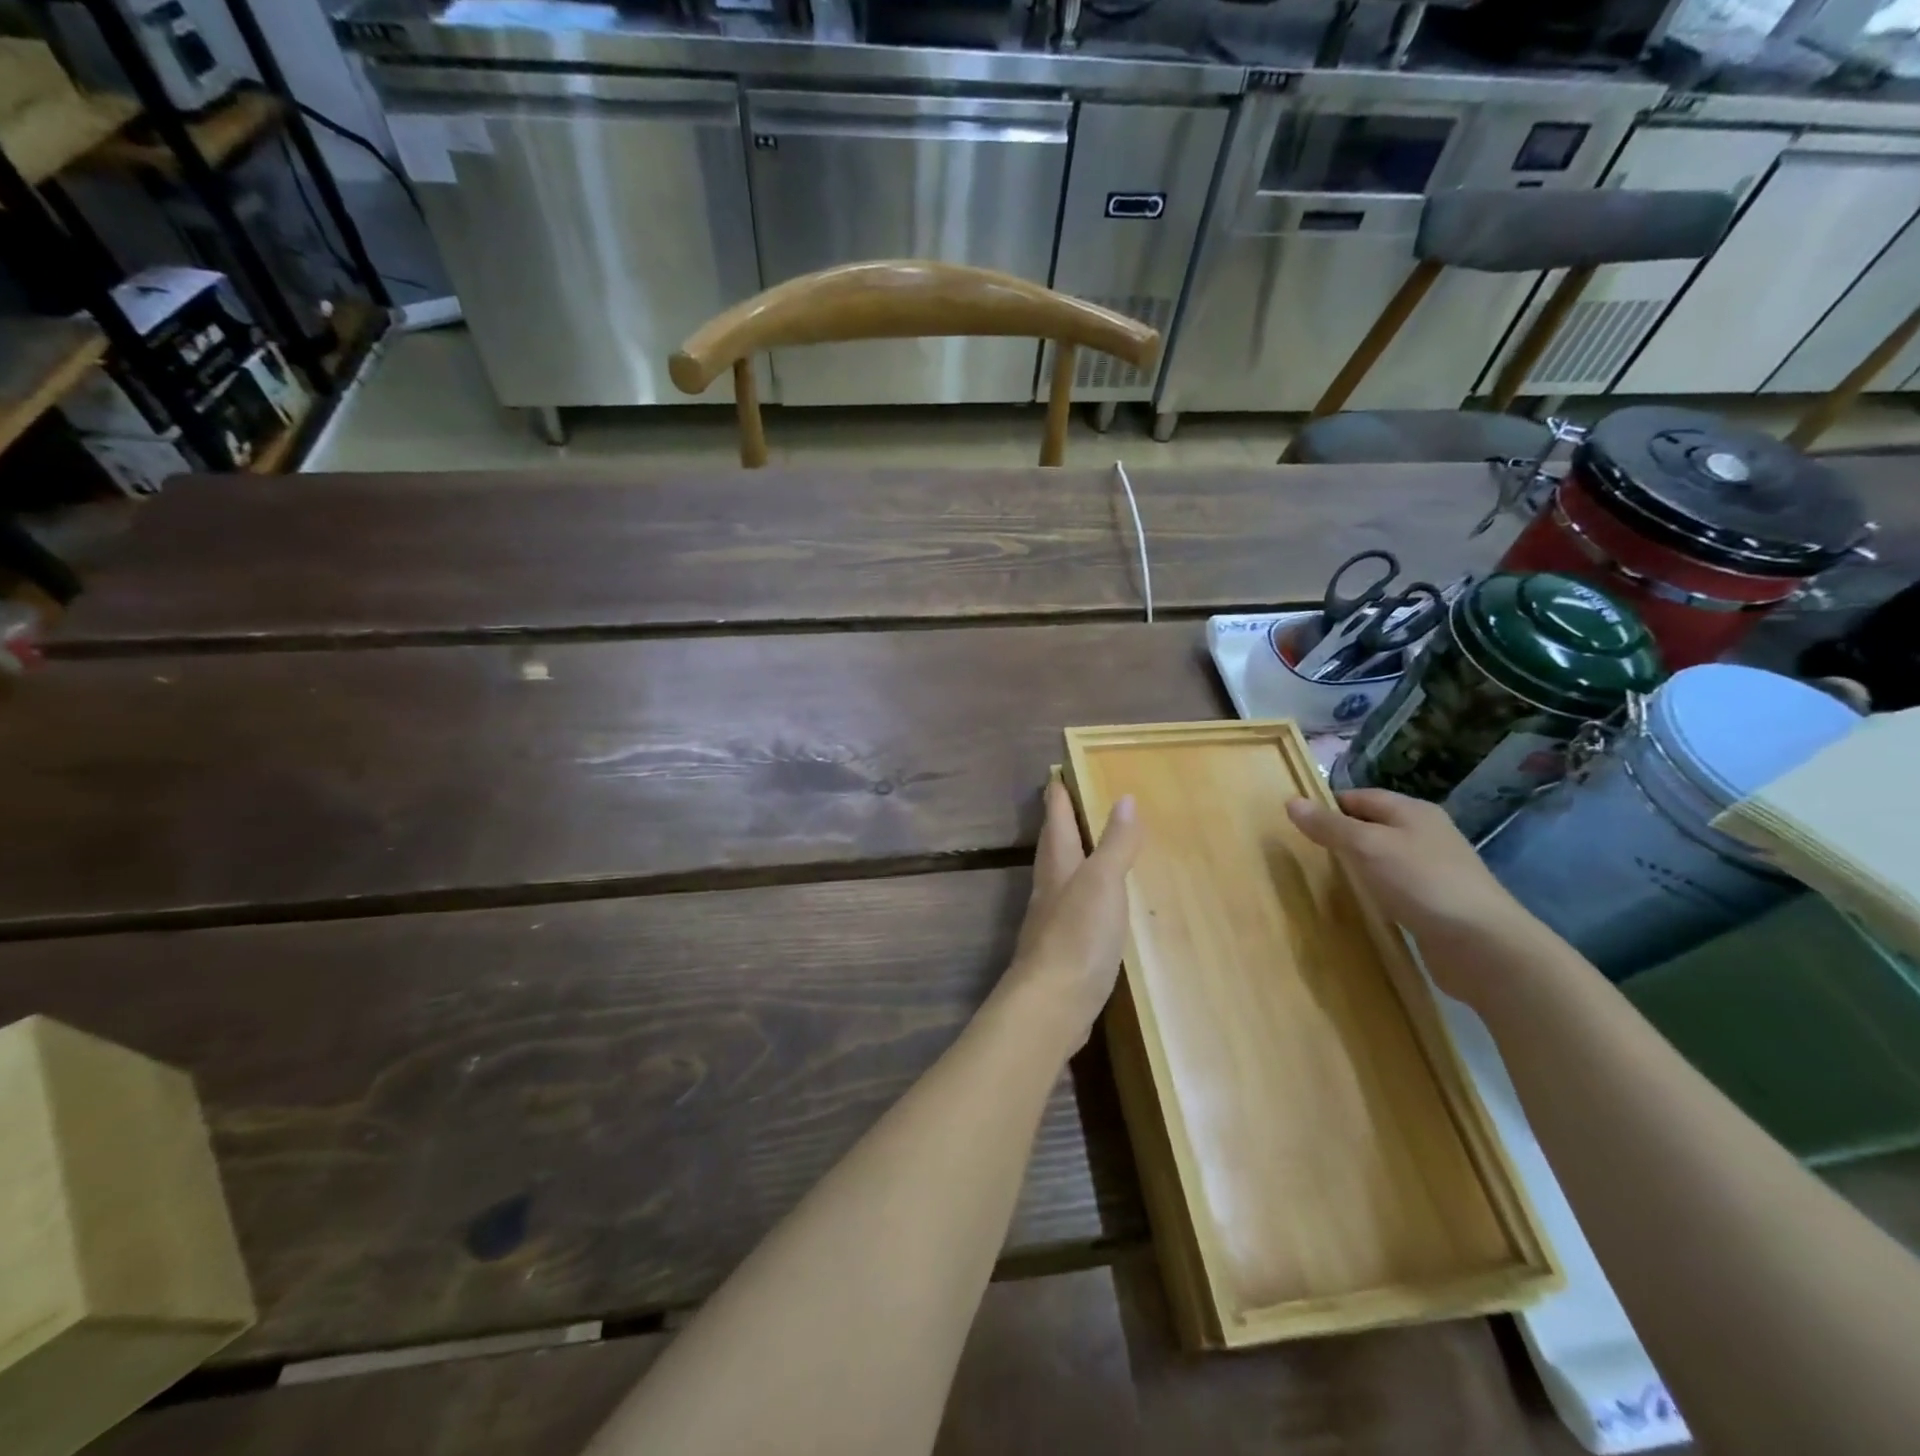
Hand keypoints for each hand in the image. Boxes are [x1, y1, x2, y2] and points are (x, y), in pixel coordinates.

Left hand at [1000, 780, 1142, 1049]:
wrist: (1053, 1002)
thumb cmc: (1079, 934)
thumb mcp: (1104, 882)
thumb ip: (1116, 843)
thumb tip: (1125, 798)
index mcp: (1058, 865)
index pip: (1056, 820)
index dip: (1057, 795)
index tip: (1056, 773)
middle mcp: (1049, 887)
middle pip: (1053, 846)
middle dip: (1059, 822)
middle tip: (1067, 802)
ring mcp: (1052, 919)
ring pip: (1059, 876)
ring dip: (1070, 857)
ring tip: (1086, 847)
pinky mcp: (1061, 948)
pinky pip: (1071, 908)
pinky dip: (1082, 894)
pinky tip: (1094, 904)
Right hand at [1286, 788, 1541, 994]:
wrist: (1484, 945)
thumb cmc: (1421, 883)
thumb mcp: (1366, 847)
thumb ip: (1329, 826)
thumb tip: (1292, 801)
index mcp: (1413, 811)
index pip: (1360, 796)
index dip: (1328, 806)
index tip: (1298, 824)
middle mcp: (1426, 834)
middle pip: (1374, 826)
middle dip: (1342, 836)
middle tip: (1307, 852)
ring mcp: (1435, 869)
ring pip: (1385, 857)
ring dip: (1359, 865)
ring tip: (1328, 878)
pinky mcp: (1438, 902)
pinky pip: (1397, 886)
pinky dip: (1377, 890)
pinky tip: (1364, 904)